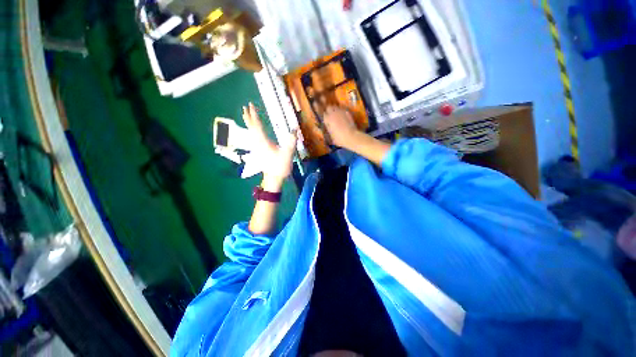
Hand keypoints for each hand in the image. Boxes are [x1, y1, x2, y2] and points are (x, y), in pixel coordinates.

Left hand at [243, 102, 296, 190]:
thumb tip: (294, 129)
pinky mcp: (260, 150)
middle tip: (245, 107)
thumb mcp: (288, 154)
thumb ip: (291, 141)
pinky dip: (253, 130)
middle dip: (248, 117)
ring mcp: (258, 147)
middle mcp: (258, 143)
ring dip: (249, 123)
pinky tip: (254, 130)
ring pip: (251, 132)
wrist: (274, 178)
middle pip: (251, 128)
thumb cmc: (279, 166)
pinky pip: (254, 136)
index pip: (257, 126)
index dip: (254, 115)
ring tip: (248, 116)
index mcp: (263, 142)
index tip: (251, 105)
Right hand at [323, 106, 360, 148]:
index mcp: (328, 119)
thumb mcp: (331, 137)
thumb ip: (329, 130)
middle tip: (331, 115)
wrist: (351, 136)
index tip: (326, 120)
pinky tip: (344, 116)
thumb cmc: (340, 139)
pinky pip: (343, 110)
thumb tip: (328, 127)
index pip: (324, 114)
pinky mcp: (348, 112)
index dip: (325, 117)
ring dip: (335, 110)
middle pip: (329, 107)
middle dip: (329, 110)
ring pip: (336, 107)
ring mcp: (341, 112)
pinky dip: (342, 112)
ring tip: (337, 115)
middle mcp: (333, 113)